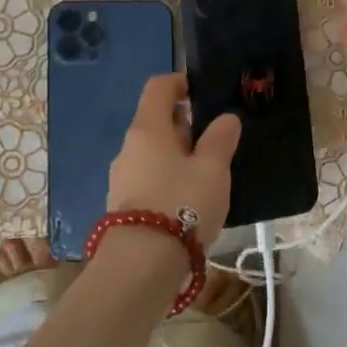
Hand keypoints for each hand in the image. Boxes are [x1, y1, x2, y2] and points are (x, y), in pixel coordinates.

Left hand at [106, 73, 241, 250]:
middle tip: (216, 139)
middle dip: (185, 125)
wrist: (141, 264)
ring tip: (208, 174)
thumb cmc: (182, 203)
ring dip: (178, 156)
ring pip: (153, 153)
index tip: (203, 91)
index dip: (180, 82)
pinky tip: (190, 200)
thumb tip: (225, 118)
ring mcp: (121, 178)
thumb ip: (220, 139)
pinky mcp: (123, 206)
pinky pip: (149, 179)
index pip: (158, 87)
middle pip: (155, 122)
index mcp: (148, 128)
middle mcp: (129, 147)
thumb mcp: (212, 169)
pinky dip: (168, 179)